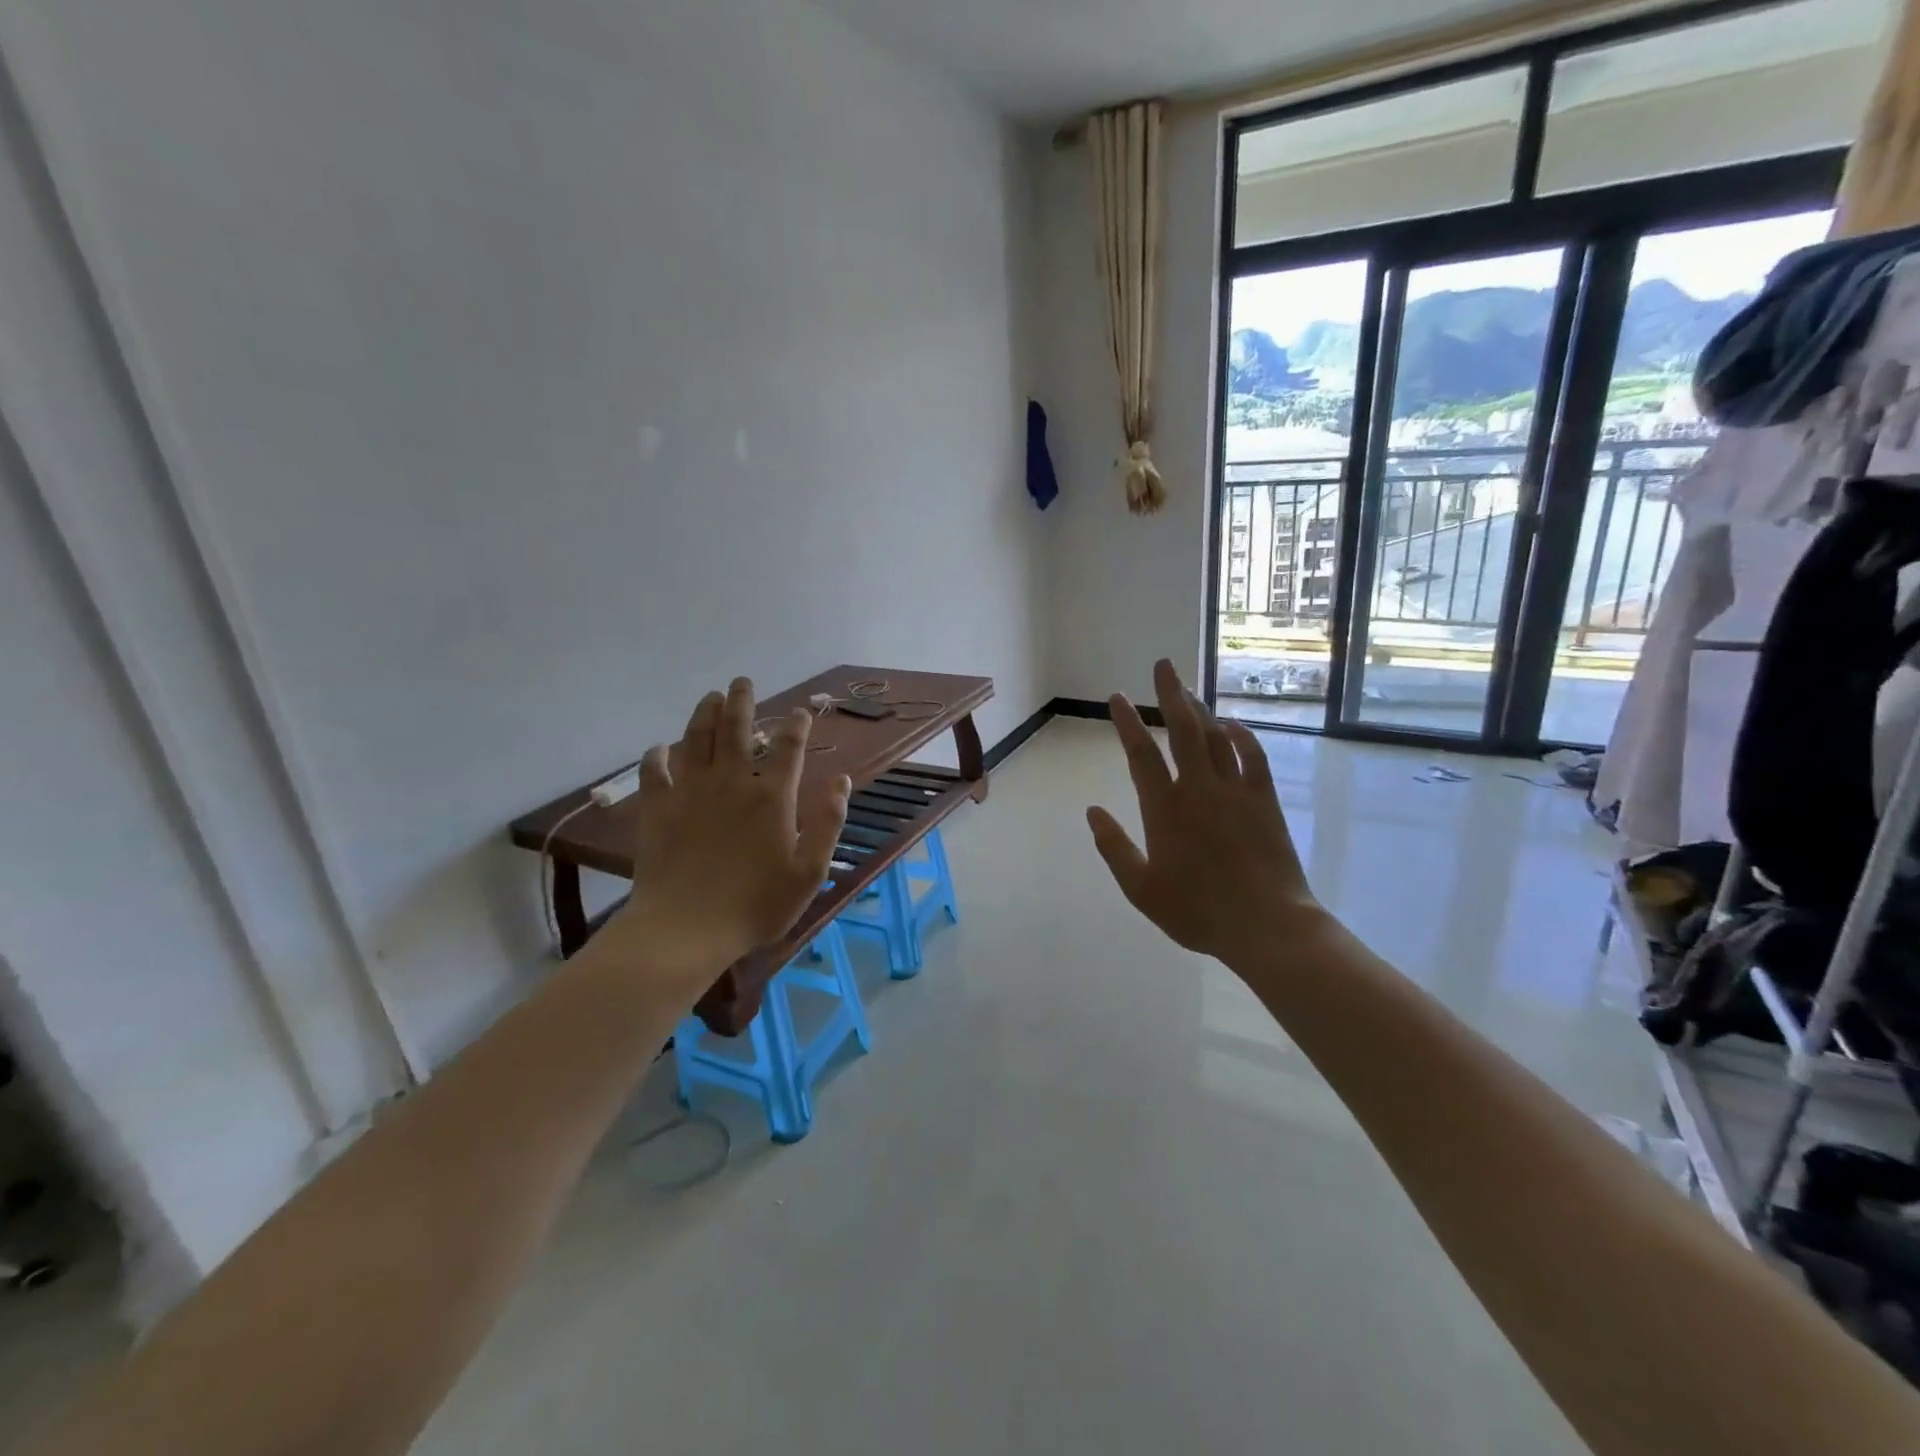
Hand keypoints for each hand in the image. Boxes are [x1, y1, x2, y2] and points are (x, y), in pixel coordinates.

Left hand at [601, 678, 849, 997]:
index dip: (796, 726)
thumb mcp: (809, 872)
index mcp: (771, 798)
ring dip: (705, 714)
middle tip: (742, 682)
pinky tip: (660, 748)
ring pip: (697, 738)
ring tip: (711, 697)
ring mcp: (690, 792)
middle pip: (736, 729)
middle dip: (742, 701)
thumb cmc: (755, 906)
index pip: (789, 748)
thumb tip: (842, 780)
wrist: (685, 929)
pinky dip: (657, 755)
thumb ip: (828, 823)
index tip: (801, 711)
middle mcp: (731, 782)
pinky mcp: (657, 808)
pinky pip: (655, 771)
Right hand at [1086, 659, 1323, 965]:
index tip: (1118, 698)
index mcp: (1165, 810)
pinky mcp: (1265, 800)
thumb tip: (1092, 811)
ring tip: (1187, 690)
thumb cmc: (1198, 911)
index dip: (1128, 722)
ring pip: (1216, 737)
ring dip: (1201, 709)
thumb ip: (1114, 847)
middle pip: (1183, 730)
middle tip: (1163, 665)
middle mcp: (1199, 789)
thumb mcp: (1141, 889)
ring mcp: (1236, 791)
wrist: (1267, 926)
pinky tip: (1232, 724)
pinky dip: (1242, 735)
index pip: (1141, 754)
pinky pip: (1253, 756)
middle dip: (1170, 694)